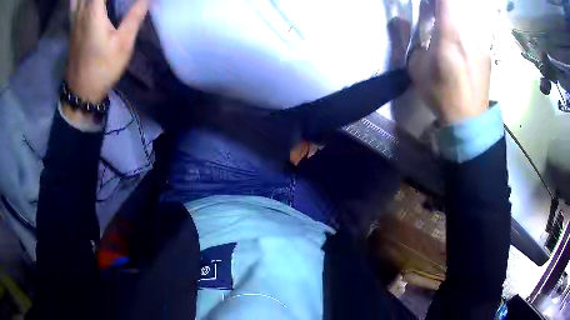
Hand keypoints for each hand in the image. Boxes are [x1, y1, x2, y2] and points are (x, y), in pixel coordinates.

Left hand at [66, 0, 148, 102]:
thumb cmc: (102, 69)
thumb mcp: (123, 44)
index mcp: (93, 14)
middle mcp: (81, 13)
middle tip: (110, 1)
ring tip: (98, 0)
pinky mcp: (72, 26)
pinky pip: (74, 3)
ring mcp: (74, 20)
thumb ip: (134, 16)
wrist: (81, 91)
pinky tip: (85, 0)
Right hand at [407, 0, 490, 124]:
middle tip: (435, 16)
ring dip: (455, 20)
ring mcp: (481, 43)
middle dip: (443, 7)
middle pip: (457, 6)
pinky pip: (474, 33)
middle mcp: (468, 33)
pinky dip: (465, 33)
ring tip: (449, 34)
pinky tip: (462, 48)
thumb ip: (410, 39)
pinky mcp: (487, 54)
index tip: (428, 4)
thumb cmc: (441, 94)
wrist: (469, 121)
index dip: (436, 0)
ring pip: (466, 18)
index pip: (445, 1)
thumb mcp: (416, 68)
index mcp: (450, 33)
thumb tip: (400, 20)